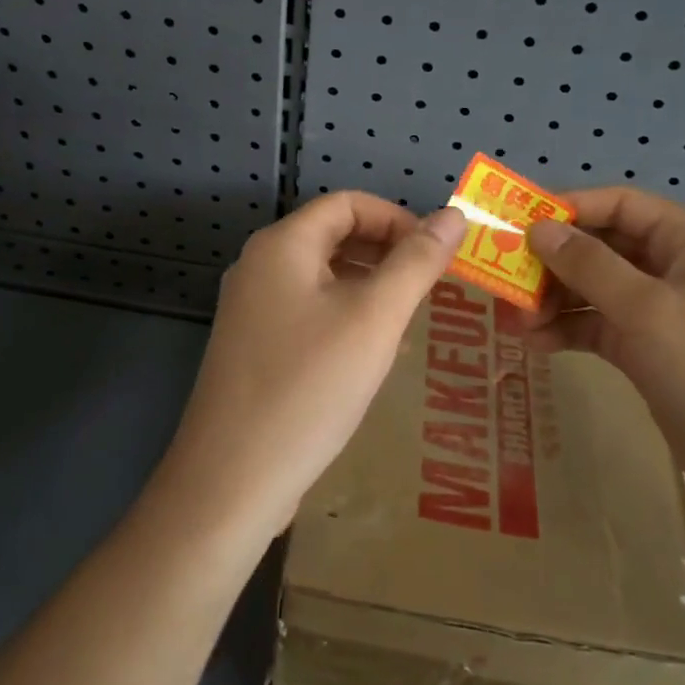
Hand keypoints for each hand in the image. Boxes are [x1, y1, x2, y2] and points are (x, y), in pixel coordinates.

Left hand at [156, 193, 466, 544]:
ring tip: (408, 325)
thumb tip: (453, 215)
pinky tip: (371, 358)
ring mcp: (252, 309)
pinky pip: (308, 313)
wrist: (232, 481)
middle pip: (334, 236)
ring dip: (370, 289)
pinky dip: (345, 319)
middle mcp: (260, 266)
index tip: (436, 255)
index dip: (397, 219)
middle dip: (386, 255)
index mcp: (283, 245)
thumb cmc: (309, 387)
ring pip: (323, 278)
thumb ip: (416, 262)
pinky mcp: (253, 348)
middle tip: (429, 291)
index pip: (348, 204)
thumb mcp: (374, 319)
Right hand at [514, 187, 684, 535]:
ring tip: (515, 321)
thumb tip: (538, 228)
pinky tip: (538, 344)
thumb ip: (588, 265)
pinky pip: (605, 330)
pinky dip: (573, 332)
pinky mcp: (657, 357)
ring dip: (558, 300)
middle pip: (606, 248)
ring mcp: (668, 316)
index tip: (519, 225)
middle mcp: (679, 271)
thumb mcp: (648, 310)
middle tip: (507, 280)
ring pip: (600, 291)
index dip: (569, 209)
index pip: (621, 206)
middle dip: (556, 262)